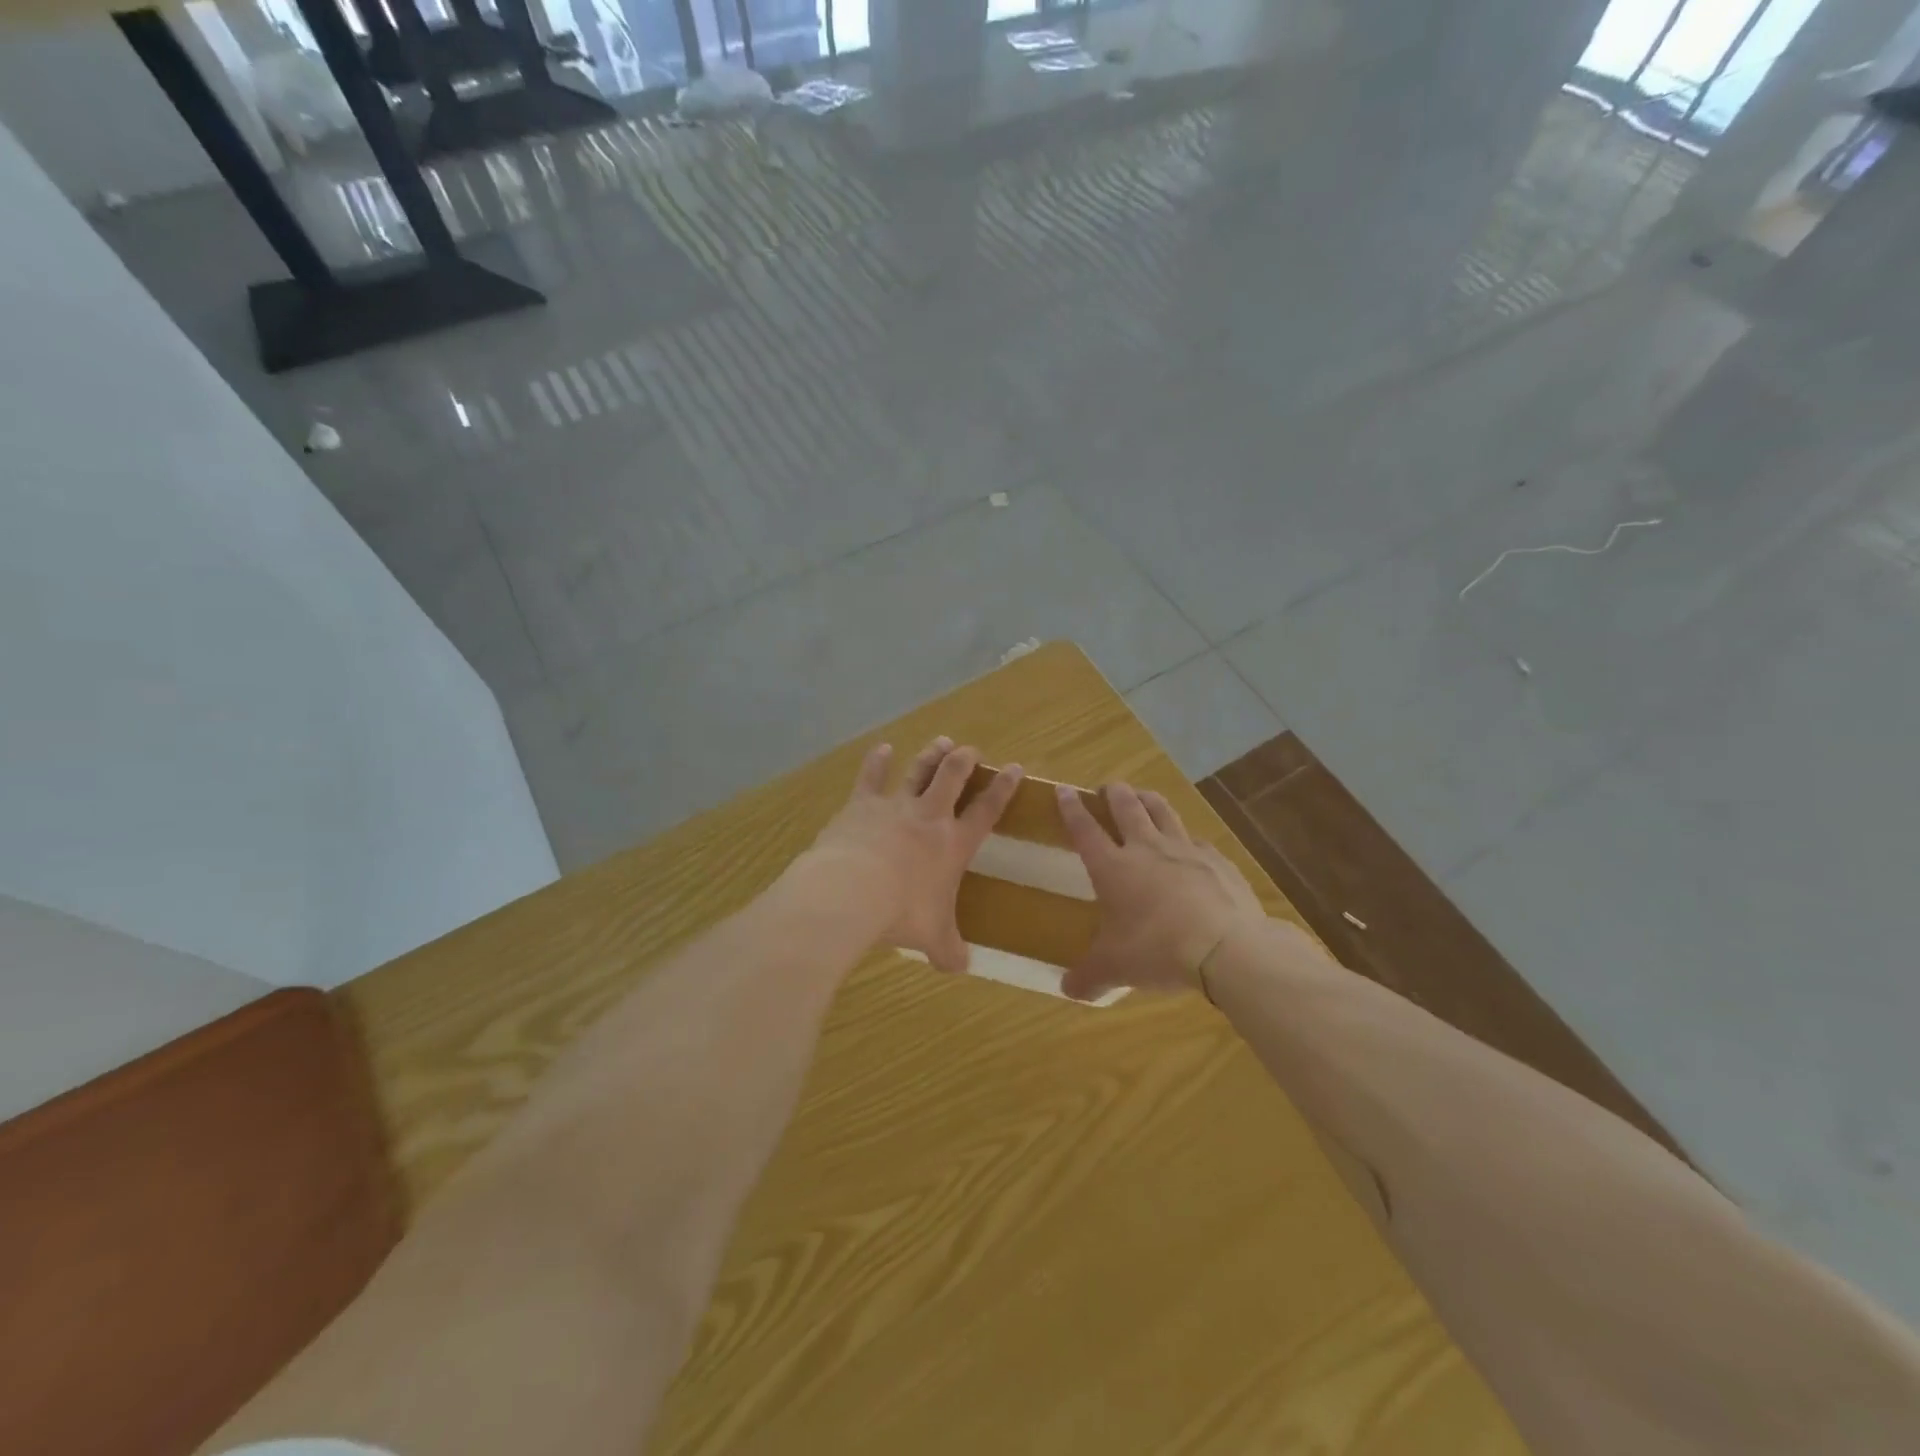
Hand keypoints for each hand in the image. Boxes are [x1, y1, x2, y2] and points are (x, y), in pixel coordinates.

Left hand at [806, 737, 1021, 971]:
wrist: (852, 891)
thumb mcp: (932, 937)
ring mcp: (895, 805)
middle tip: (971, 750)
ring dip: (931, 754)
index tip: (1015, 768)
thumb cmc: (902, 913)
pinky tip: (882, 748)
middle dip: (965, 760)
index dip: (1003, 788)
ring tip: (942, 741)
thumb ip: (949, 949)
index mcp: (953, 844)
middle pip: (953, 777)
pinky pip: (872, 777)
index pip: (987, 810)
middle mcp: (929, 816)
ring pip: (919, 770)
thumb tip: (961, 968)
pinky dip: (877, 761)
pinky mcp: (862, 804)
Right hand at [1056, 782, 1266, 999]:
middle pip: (1125, 806)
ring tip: (1142, 796)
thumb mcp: (1114, 969)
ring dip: (1148, 799)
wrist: (1225, 947)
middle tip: (1107, 788)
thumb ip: (1088, 977)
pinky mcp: (1217, 860)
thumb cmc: (1156, 950)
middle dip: (1113, 792)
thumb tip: (1067, 990)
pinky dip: (1187, 838)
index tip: (1063, 789)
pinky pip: (1197, 839)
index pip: (1084, 828)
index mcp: (1112, 867)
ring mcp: (1184, 849)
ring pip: (1162, 810)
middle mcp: (1145, 848)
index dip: (1071, 808)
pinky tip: (1190, 846)